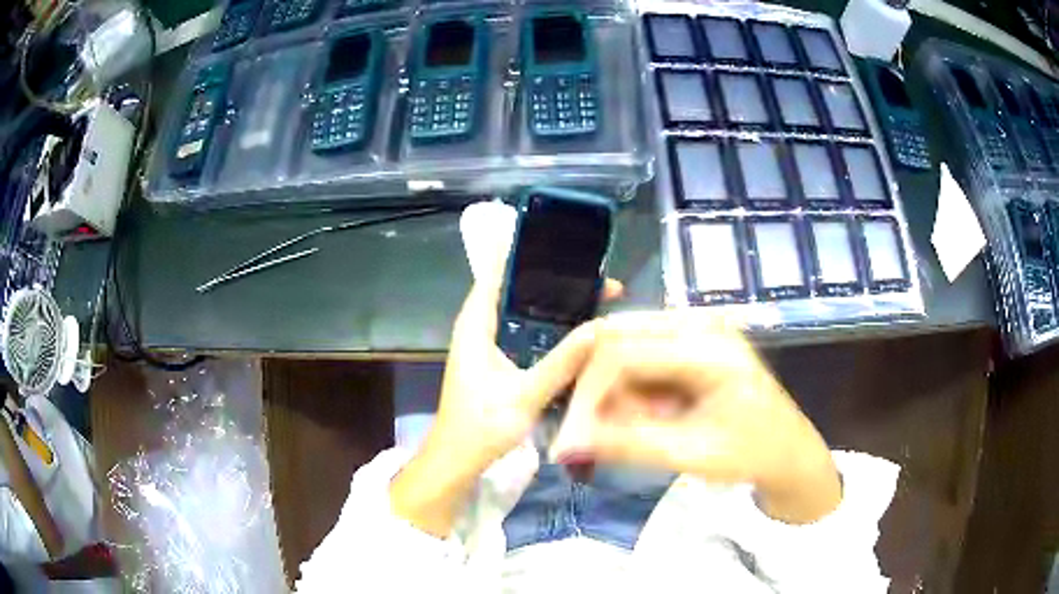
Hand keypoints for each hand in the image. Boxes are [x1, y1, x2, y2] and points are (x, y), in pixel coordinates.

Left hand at [391, 242, 620, 535]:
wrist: (458, 460)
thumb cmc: (481, 426)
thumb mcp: (526, 394)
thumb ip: (563, 361)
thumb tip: (601, 327)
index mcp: (475, 325)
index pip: (495, 273)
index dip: (522, 253)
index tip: (557, 240)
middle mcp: (480, 328)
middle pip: (516, 291)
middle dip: (553, 282)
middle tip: (595, 276)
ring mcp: (489, 346)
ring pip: (524, 315)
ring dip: (555, 307)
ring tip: (595, 297)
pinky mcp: (498, 364)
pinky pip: (527, 336)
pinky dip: (550, 331)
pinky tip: (578, 334)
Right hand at [551, 311, 841, 524]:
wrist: (788, 452)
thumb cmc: (751, 453)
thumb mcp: (692, 454)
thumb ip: (628, 444)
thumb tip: (564, 445)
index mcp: (709, 344)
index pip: (623, 352)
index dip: (588, 395)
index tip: (570, 440)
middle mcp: (699, 321)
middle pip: (617, 336)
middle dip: (593, 388)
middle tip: (587, 433)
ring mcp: (695, 326)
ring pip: (623, 344)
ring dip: (611, 391)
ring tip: (628, 430)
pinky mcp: (690, 340)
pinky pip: (639, 355)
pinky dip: (628, 389)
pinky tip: (644, 416)